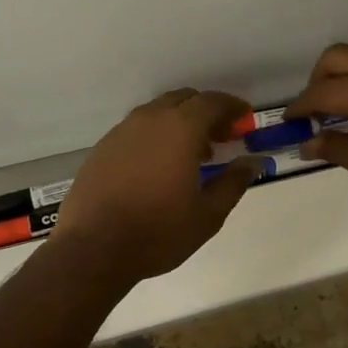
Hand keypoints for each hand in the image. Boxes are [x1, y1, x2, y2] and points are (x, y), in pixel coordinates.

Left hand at [52, 89, 260, 284]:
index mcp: (180, 128)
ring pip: (158, 112)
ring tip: (192, 154)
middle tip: (221, 136)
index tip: (245, 118)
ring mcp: (122, 131)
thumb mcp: (208, 214)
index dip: (232, 106)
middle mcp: (150, 119)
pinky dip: (156, 135)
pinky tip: (158, 166)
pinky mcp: (103, 147)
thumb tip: (253, 162)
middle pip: (184, 99)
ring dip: (180, 122)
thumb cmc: (158, 231)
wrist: (93, 248)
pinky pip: (137, 129)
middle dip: (206, 111)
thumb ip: (234, 182)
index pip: (212, 102)